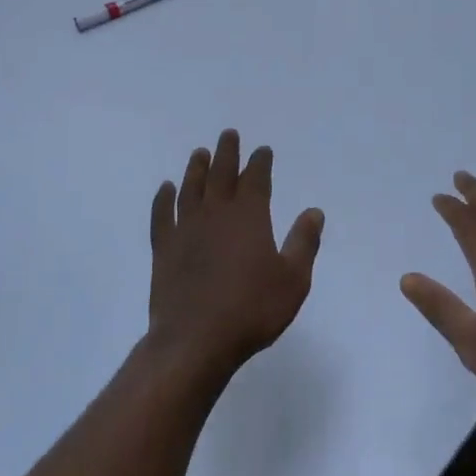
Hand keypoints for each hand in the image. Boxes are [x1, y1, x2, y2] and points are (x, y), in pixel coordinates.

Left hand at [146, 129, 324, 383]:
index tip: (262, 150)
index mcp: (249, 216)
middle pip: (221, 174)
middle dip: (227, 153)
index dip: (260, 162)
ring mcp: (186, 229)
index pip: (256, 179)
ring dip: (196, 169)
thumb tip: (313, 212)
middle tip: (229, 135)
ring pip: (191, 189)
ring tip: (200, 153)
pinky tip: (165, 189)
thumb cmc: (251, 310)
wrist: (195, 340)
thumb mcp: (293, 280)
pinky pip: (162, 216)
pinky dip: (163, 199)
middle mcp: (216, 214)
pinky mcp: (163, 249)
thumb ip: (304, 243)